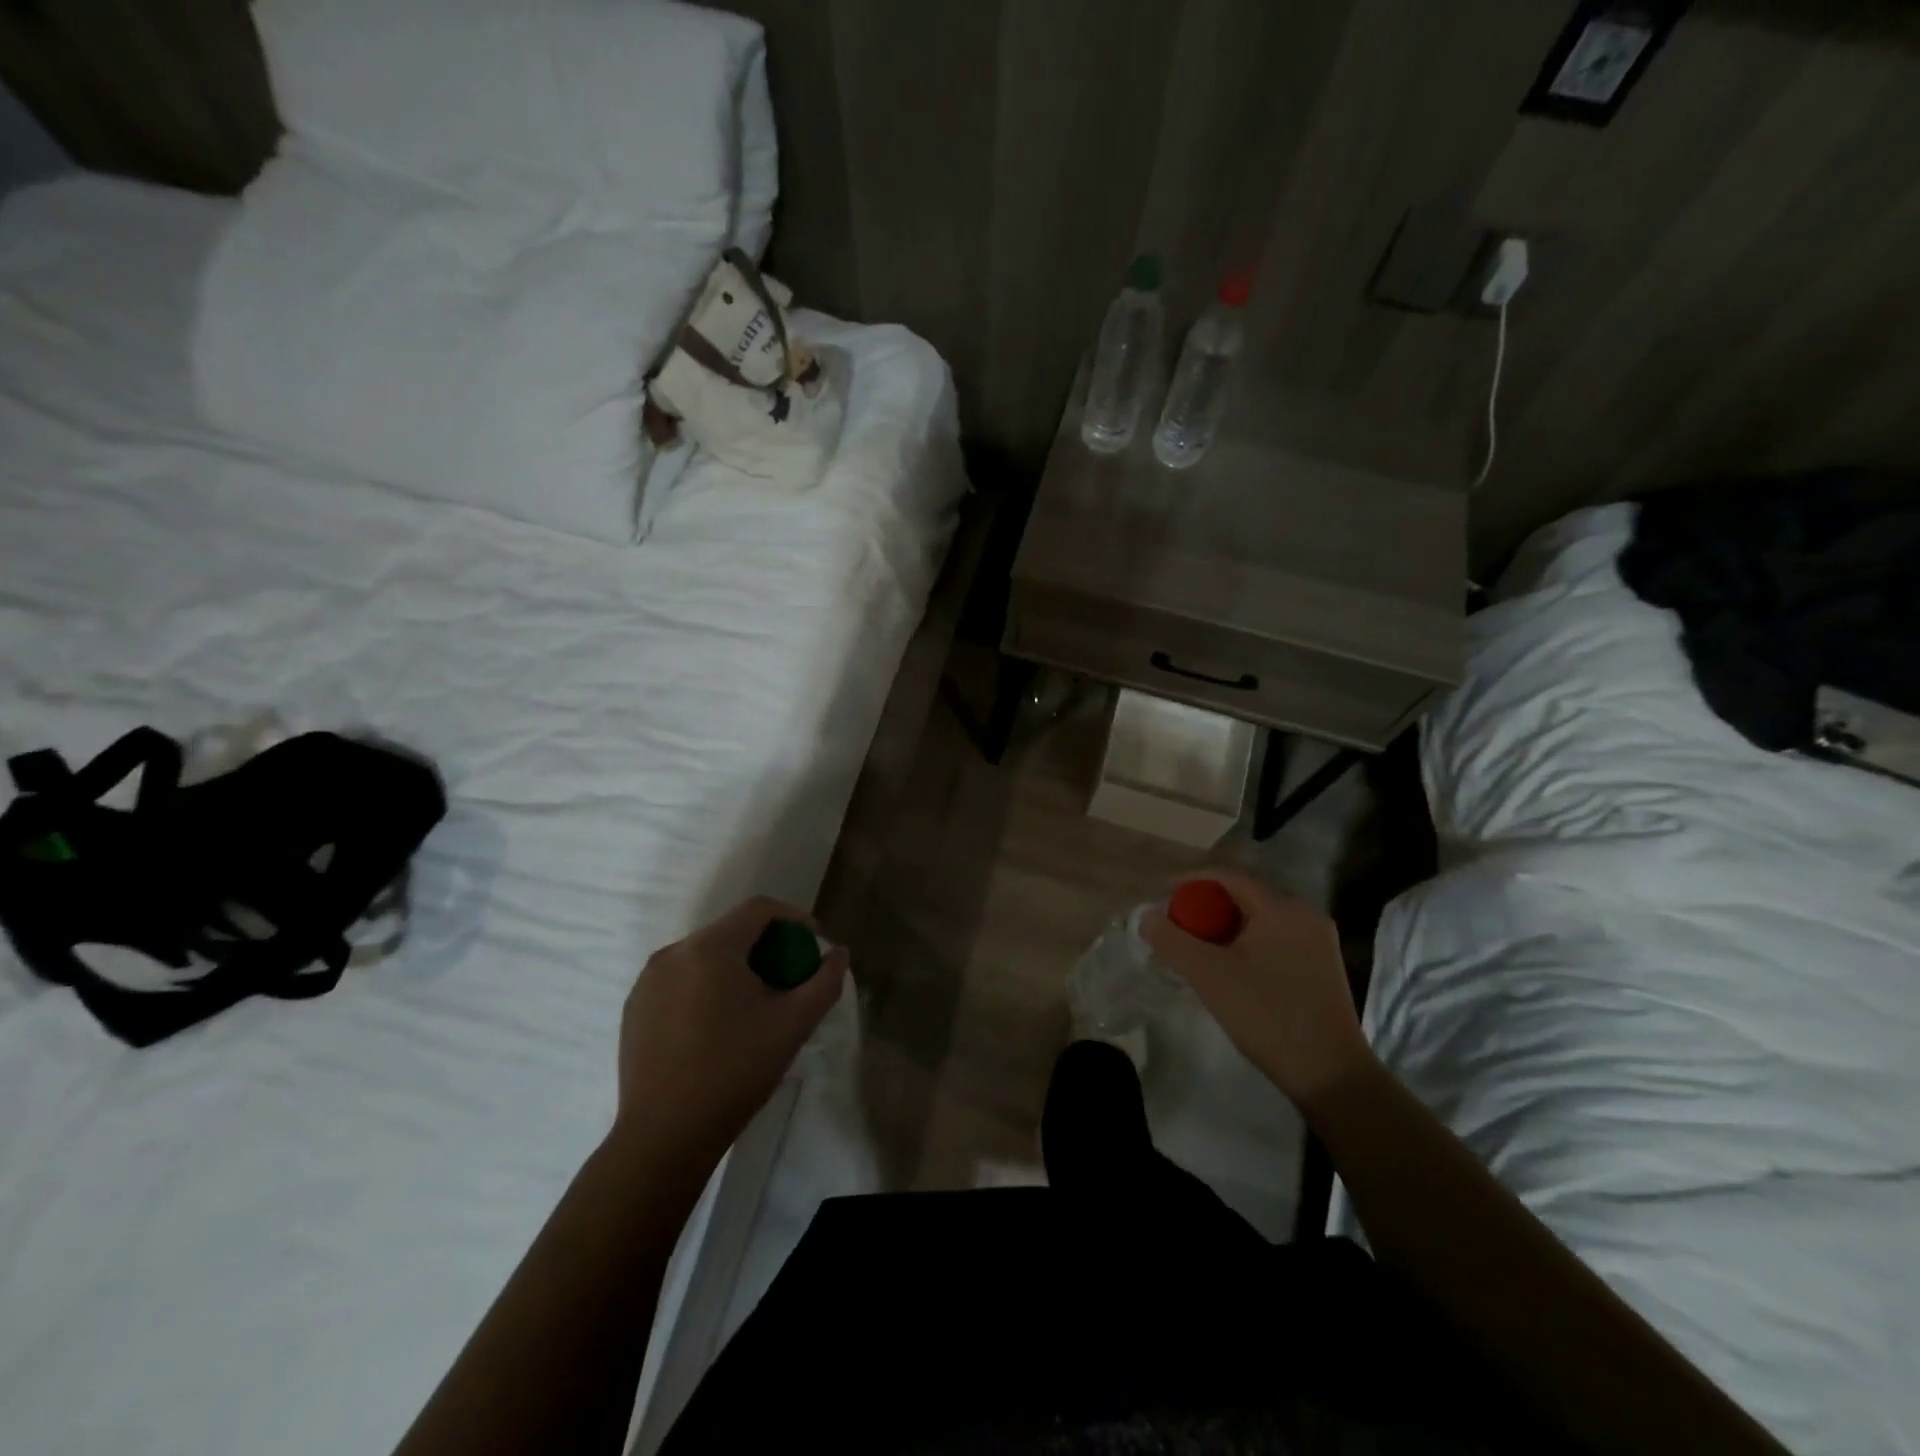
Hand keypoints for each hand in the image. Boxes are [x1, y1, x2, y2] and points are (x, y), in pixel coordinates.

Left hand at [615, 896, 847, 1162]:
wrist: (664, 1138)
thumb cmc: (735, 1072)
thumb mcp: (794, 1024)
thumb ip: (825, 981)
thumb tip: (838, 953)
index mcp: (710, 948)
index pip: (759, 909)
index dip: (793, 918)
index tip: (813, 944)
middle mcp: (673, 952)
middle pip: (731, 931)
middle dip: (766, 947)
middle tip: (788, 979)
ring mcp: (648, 981)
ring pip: (704, 956)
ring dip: (735, 967)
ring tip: (754, 1005)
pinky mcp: (634, 1009)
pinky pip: (680, 981)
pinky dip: (706, 988)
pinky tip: (717, 1027)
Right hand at [1140, 868, 1372, 1108]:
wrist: (1331, 1075)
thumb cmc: (1268, 1016)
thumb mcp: (1209, 975)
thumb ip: (1172, 940)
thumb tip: (1147, 917)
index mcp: (1282, 907)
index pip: (1228, 876)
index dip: (1190, 882)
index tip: (1162, 900)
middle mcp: (1305, 914)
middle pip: (1243, 896)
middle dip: (1205, 908)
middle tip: (1176, 929)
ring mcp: (1317, 940)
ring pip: (1258, 919)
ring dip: (1224, 928)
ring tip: (1197, 951)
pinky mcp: (1320, 965)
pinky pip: (1274, 939)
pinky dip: (1246, 944)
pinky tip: (1229, 969)